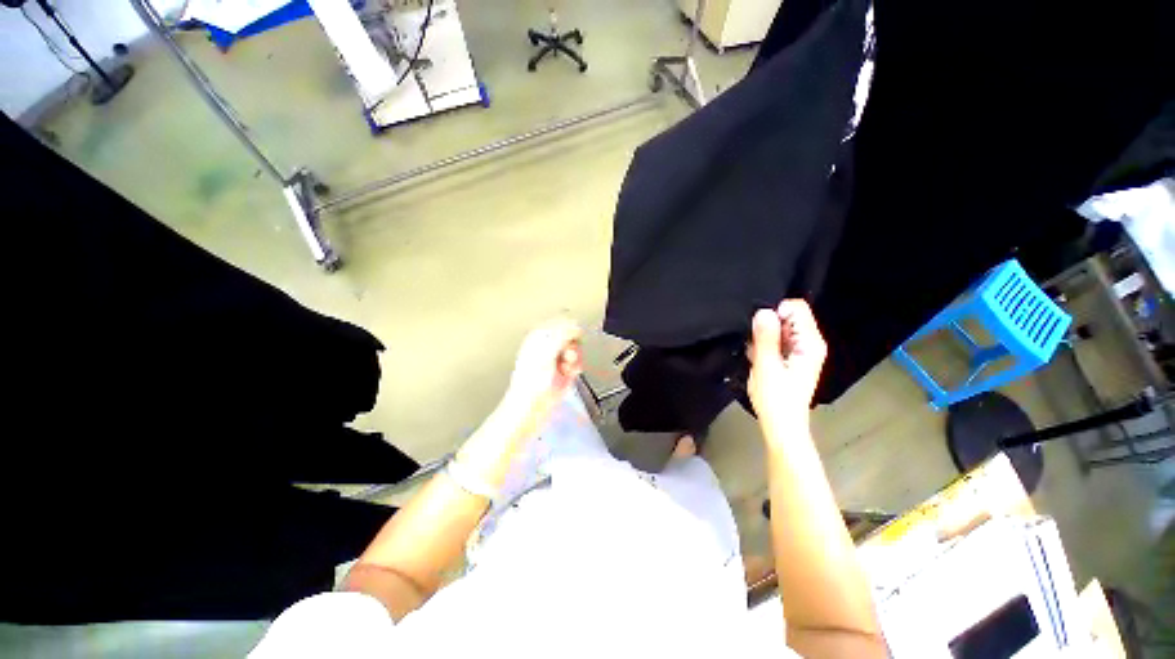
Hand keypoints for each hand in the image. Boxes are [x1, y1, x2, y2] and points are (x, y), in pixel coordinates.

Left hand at [500, 319, 583, 436]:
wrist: (531, 407)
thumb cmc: (533, 380)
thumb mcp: (547, 352)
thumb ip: (561, 335)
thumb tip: (575, 325)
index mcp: (539, 337)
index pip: (559, 322)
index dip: (569, 328)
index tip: (572, 338)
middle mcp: (548, 346)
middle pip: (571, 335)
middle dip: (573, 344)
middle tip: (567, 354)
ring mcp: (556, 359)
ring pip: (576, 349)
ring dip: (575, 357)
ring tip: (566, 366)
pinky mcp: (564, 370)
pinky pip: (577, 362)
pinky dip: (576, 367)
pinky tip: (570, 373)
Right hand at [748, 300, 827, 432]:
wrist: (781, 425)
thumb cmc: (775, 398)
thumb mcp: (766, 365)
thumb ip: (765, 337)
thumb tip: (763, 311)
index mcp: (810, 343)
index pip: (796, 308)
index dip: (775, 312)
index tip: (760, 329)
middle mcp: (810, 343)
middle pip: (788, 316)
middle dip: (768, 324)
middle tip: (755, 343)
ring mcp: (801, 351)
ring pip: (780, 328)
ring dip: (764, 336)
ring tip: (756, 354)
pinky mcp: (791, 358)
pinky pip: (776, 340)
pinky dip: (764, 345)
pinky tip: (758, 359)